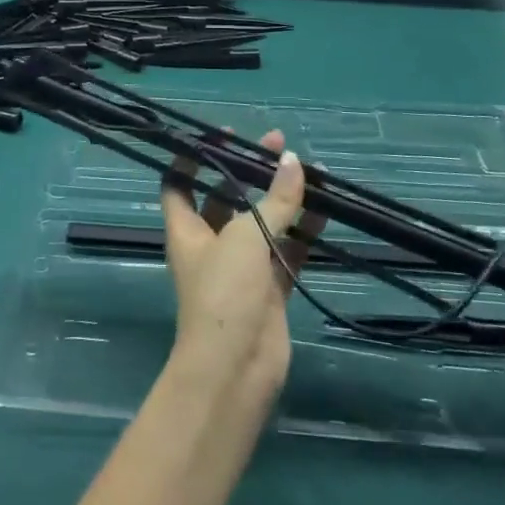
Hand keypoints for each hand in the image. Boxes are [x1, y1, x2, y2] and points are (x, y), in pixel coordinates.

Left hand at [159, 131, 314, 404]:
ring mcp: (241, 268)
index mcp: (187, 229)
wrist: (237, 369)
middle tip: (278, 146)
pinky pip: (288, 251)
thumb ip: (274, 201)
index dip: (194, 157)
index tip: (220, 135)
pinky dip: (304, 231)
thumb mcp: (246, 237)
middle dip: (249, 172)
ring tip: (309, 170)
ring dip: (282, 199)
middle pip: (227, 197)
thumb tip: (294, 162)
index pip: (179, 182)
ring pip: (262, 223)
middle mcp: (211, 244)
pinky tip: (325, 209)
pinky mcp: (269, 289)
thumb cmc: (224, 293)